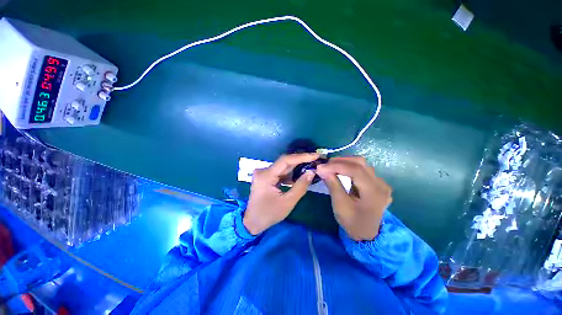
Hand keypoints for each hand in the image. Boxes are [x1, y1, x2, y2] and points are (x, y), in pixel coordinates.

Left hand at [243, 153, 318, 234]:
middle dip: (301, 161)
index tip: (315, 155)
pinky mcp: (265, 177)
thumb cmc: (269, 214)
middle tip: (315, 160)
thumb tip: (311, 172)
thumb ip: (300, 186)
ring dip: (296, 167)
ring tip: (311, 166)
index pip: (285, 160)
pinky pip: (280, 172)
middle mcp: (263, 171)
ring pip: (283, 167)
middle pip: (284, 162)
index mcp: (266, 176)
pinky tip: (300, 175)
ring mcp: (264, 173)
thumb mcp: (288, 202)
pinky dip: (290, 174)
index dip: (301, 156)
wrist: (252, 222)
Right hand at [317, 157, 391, 240]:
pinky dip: (349, 167)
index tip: (321, 167)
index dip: (337, 166)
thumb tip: (321, 168)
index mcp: (374, 192)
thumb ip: (332, 184)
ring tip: (330, 166)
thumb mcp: (340, 205)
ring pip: (361, 164)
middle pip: (360, 163)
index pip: (355, 170)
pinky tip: (340, 170)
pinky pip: (362, 169)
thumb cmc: (353, 222)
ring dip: (344, 162)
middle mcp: (381, 184)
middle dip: (340, 161)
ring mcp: (380, 183)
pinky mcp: (376, 183)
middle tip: (325, 165)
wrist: (367, 234)